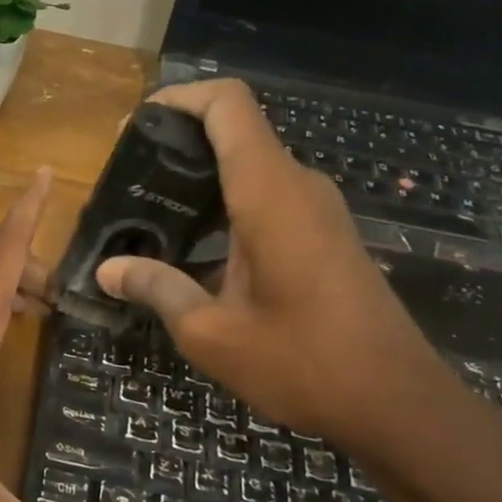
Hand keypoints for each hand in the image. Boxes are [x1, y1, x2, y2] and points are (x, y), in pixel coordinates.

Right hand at [94, 81, 459, 455]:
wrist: (394, 402)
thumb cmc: (300, 363)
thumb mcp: (210, 332)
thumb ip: (157, 289)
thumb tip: (108, 270)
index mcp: (269, 194)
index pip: (228, 105)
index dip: (180, 99)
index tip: (136, 128)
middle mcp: (298, 187)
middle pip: (237, 133)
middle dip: (180, 147)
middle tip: (129, 185)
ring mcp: (319, 211)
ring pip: (253, 169)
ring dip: (203, 183)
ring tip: (151, 218)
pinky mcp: (326, 237)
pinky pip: (270, 200)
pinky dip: (228, 209)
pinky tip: (196, 252)